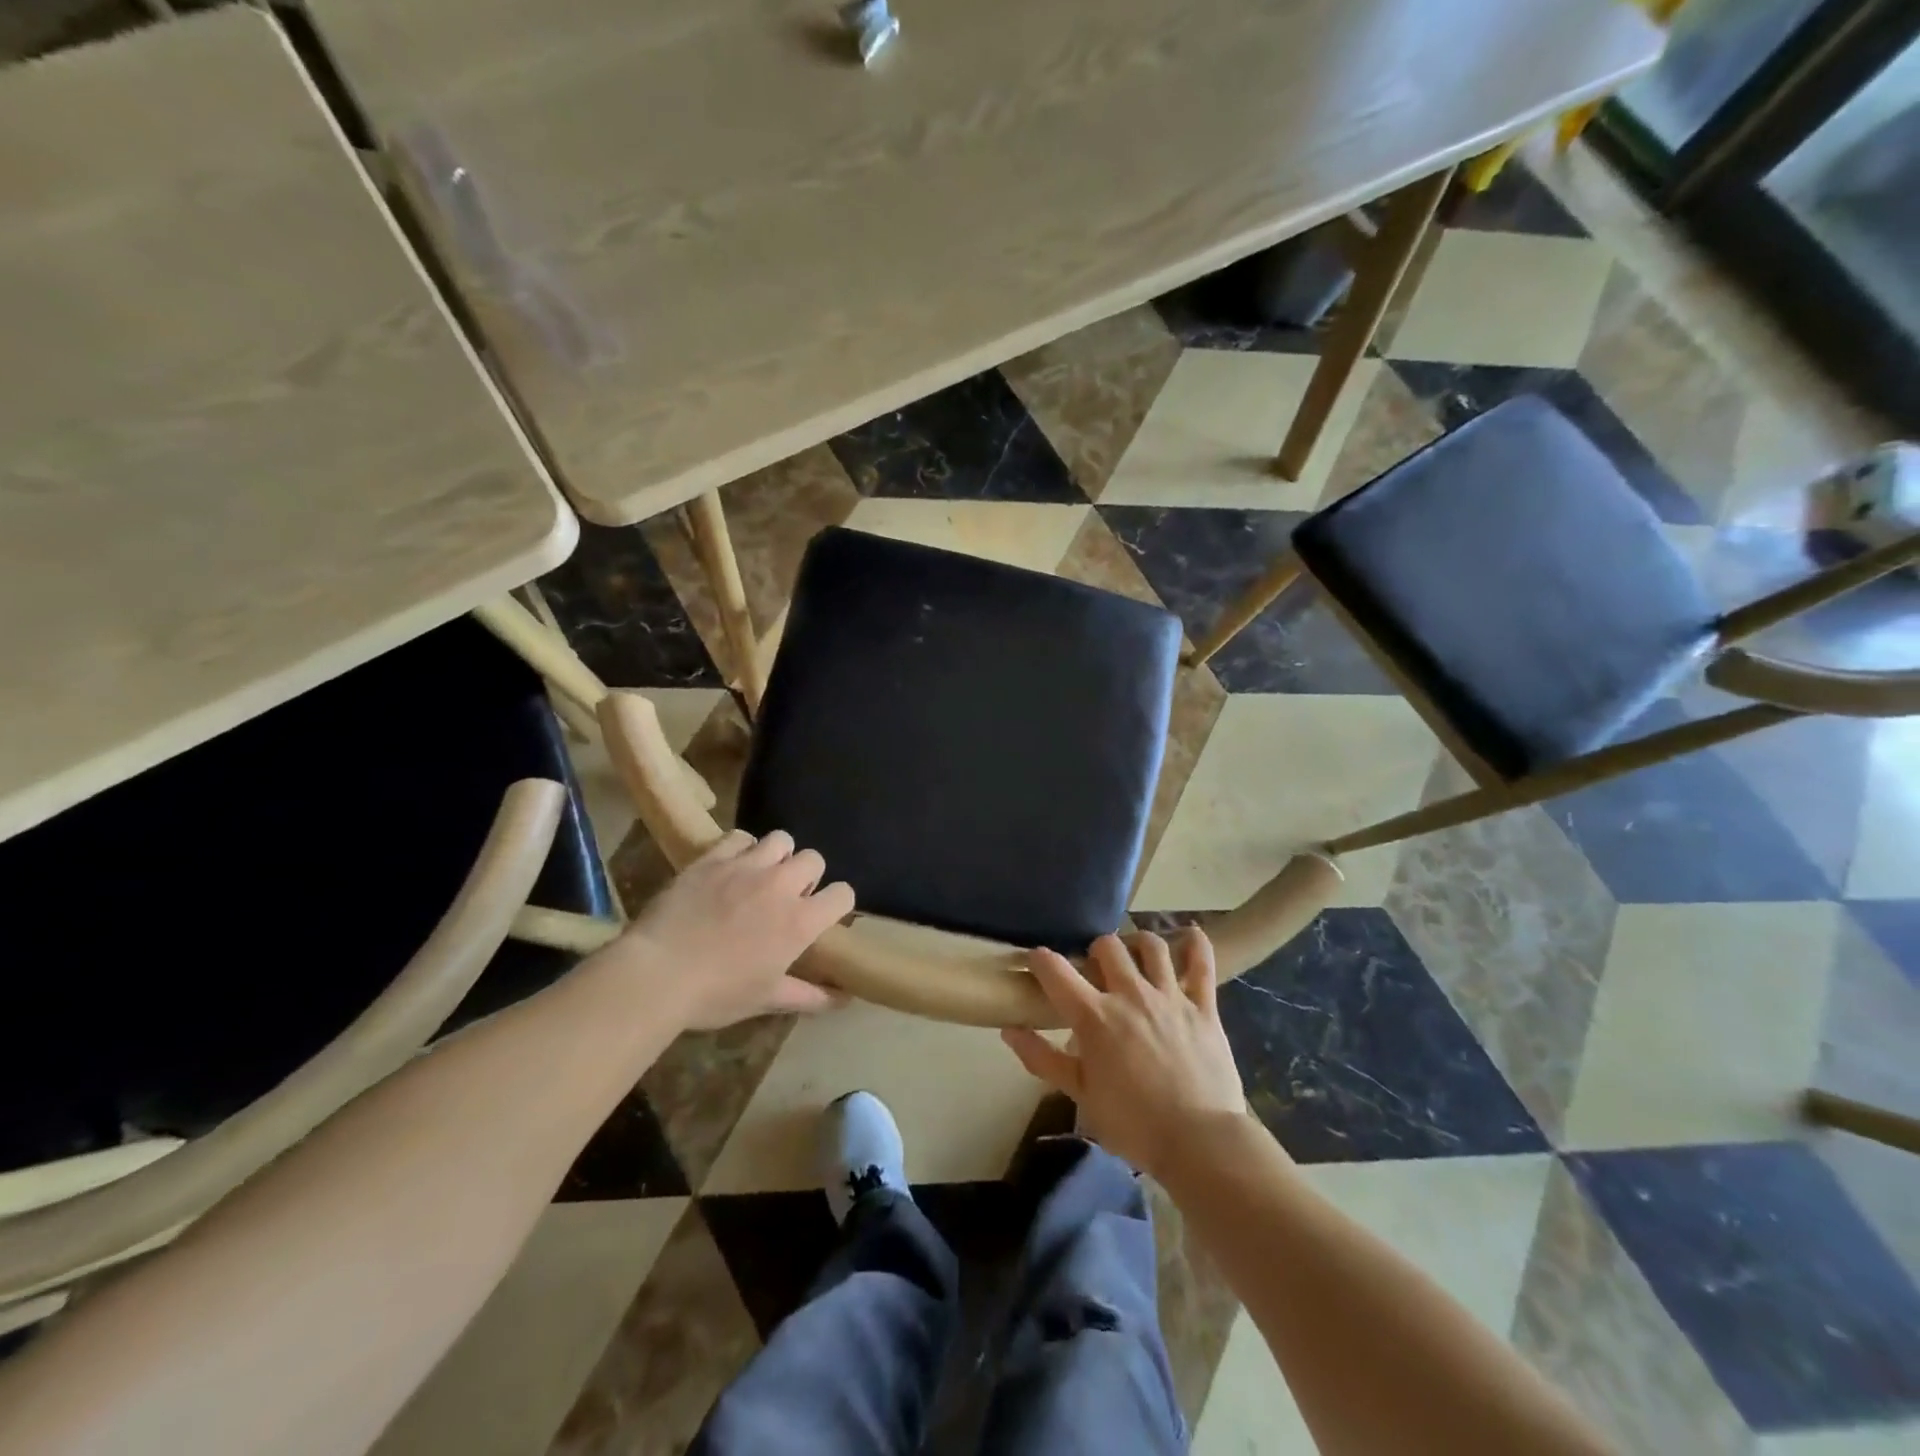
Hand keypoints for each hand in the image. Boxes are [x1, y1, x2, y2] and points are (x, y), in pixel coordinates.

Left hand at [603, 829, 854, 1029]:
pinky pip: (740, 837)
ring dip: (778, 856)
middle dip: (808, 876)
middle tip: (788, 897)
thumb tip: (844, 1000)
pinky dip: (742, 848)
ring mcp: (746, 866)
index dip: (837, 903)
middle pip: (814, 859)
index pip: (843, 894)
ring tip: (762, 875)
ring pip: (781, 840)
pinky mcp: (713, 858)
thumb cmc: (715, 994)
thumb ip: (809, 995)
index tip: (822, 915)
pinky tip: (731, 867)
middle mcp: (781, 885)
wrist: (656, 974)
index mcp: (800, 922)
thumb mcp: (766, 999)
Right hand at [1002, 930, 1246, 1180]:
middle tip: (1096, 970)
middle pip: (1107, 946)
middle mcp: (1130, 994)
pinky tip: (1189, 935)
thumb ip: (1043, 1059)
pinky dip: (1195, 944)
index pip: (1056, 971)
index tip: (1037, 960)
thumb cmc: (1134, 1124)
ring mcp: (1169, 996)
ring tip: (1135, 955)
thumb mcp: (1081, 1096)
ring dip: (1138, 943)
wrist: (1200, 1141)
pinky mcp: (1203, 1006)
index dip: (1041, 959)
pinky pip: (1201, 963)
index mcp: (1094, 1016)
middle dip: (1095, 950)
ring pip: (1151, 946)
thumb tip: (1009, 1030)